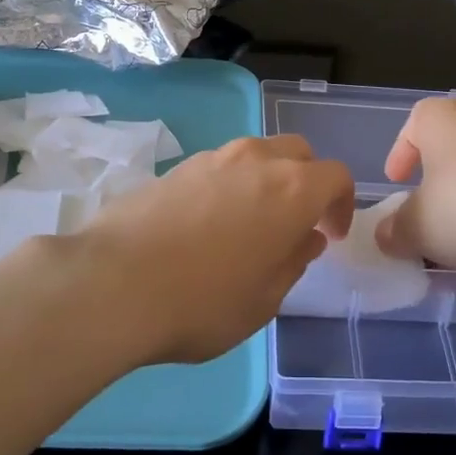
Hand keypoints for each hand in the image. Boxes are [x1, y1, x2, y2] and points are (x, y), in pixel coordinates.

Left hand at [68, 135, 354, 364]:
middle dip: (307, 182)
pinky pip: (220, 167)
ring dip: (266, 181)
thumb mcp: (264, 300)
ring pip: (256, 155)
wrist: (113, 283)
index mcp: (291, 189)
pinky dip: (230, 186)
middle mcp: (256, 160)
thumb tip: (306, 238)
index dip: (342, 204)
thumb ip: (294, 262)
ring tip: (249, 226)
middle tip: (296, 224)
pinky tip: (208, 225)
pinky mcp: (177, 167)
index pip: (335, 176)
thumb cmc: (203, 301)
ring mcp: (213, 158)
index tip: (331, 235)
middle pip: (298, 152)